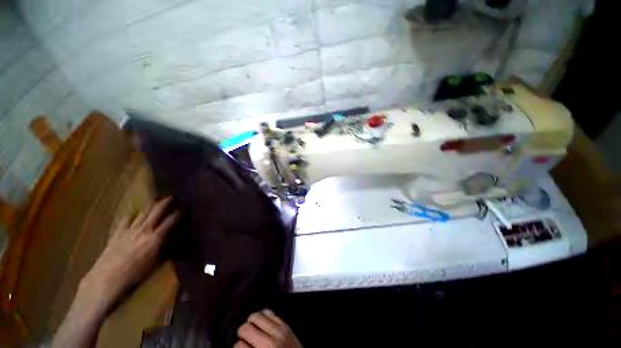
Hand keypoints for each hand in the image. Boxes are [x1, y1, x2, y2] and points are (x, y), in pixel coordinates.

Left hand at [78, 197, 180, 313]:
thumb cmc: (135, 274)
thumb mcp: (156, 263)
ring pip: (142, 213)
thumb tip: (173, 238)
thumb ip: (165, 247)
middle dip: (165, 202)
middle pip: (156, 211)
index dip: (178, 213)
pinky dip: (132, 215)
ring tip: (155, 203)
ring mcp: (129, 229)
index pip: (171, 220)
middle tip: (171, 197)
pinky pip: (126, 219)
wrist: (107, 279)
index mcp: (156, 237)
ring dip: (150, 207)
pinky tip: (134, 215)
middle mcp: (144, 230)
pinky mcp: (117, 232)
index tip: (183, 208)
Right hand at [235, 309, 301, 347]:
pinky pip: (270, 313)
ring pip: (257, 316)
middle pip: (246, 328)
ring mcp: (279, 331)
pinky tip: (260, 321)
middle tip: (243, 337)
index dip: (236, 346)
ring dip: (251, 321)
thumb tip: (239, 345)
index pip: (239, 346)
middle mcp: (270, 343)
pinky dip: (263, 315)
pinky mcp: (286, 326)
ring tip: (251, 327)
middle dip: (242, 332)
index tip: (238, 347)